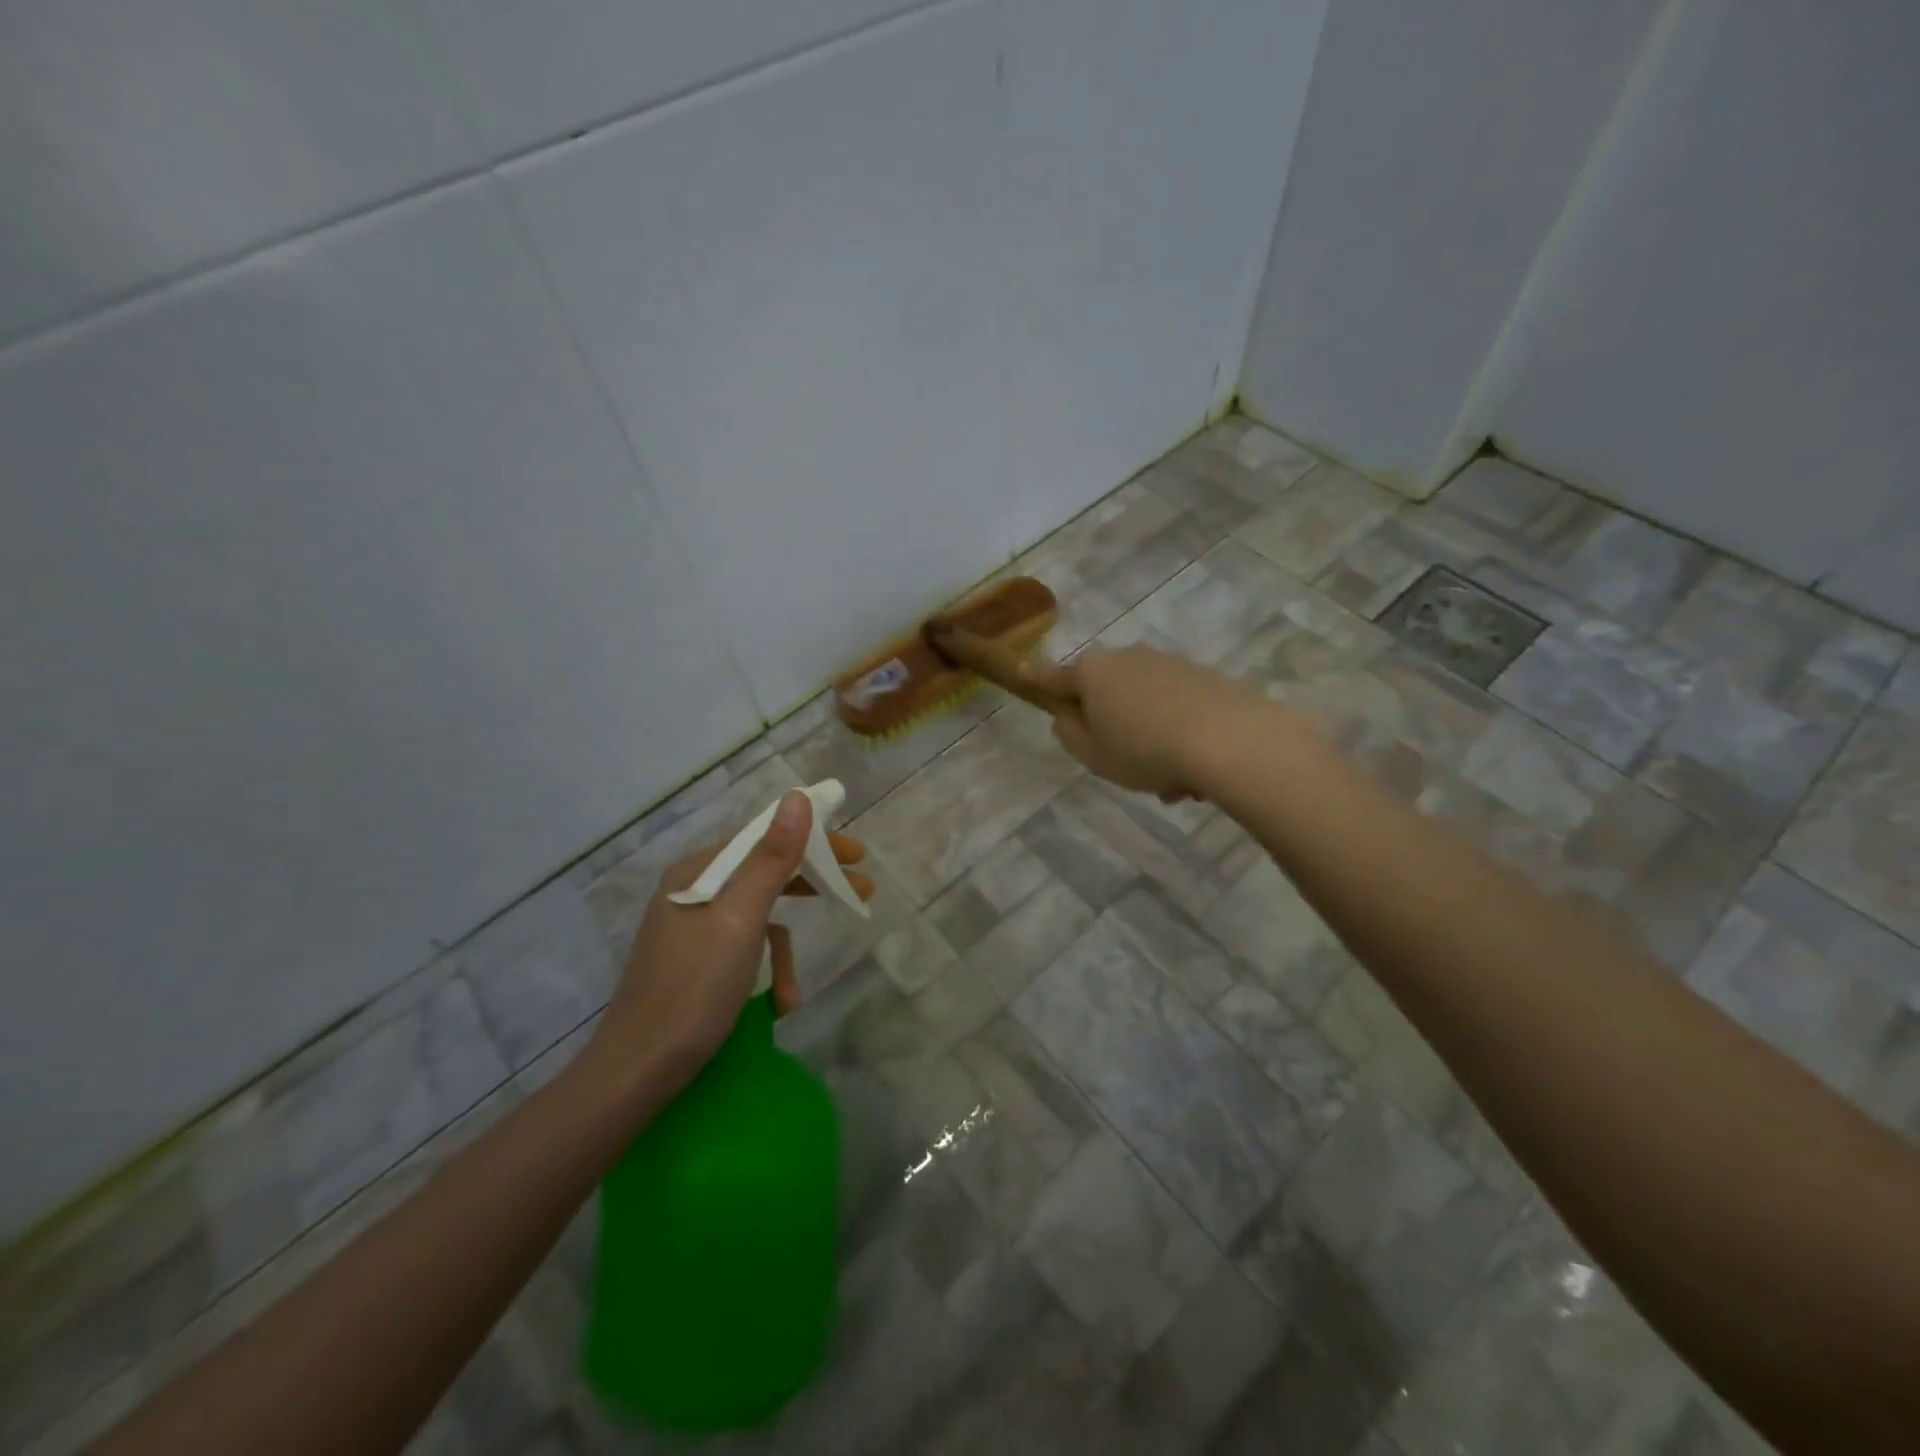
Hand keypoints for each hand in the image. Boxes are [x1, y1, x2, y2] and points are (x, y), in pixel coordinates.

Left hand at [582, 790, 872, 1104]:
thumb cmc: (692, 990)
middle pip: (764, 873)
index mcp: (698, 872)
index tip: (856, 853)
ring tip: (795, 990)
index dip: (813, 841)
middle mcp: (693, 891)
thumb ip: (772, 859)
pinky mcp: (696, 961)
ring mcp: (693, 928)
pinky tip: (776, 1005)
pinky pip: (744, 948)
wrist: (636, 1073)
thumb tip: (798, 798)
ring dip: (784, 950)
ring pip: (758, 917)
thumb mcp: (741, 920)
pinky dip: (765, 972)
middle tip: (860, 891)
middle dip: (811, 886)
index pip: (764, 838)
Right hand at [1030, 645, 1264, 796]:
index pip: (1055, 677)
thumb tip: (1067, 715)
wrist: (1231, 740)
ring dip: (1148, 737)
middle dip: (1110, 724)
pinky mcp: (1205, 676)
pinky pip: (1177, 707)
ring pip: (1144, 704)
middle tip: (1122, 764)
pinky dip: (1178, 733)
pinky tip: (1195, 773)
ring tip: (1172, 784)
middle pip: (1106, 691)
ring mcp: (1169, 664)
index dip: (1037, 680)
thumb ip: (1069, 734)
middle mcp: (1129, 658)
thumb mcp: (1093, 755)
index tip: (1024, 672)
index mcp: (1093, 673)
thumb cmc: (1146, 750)